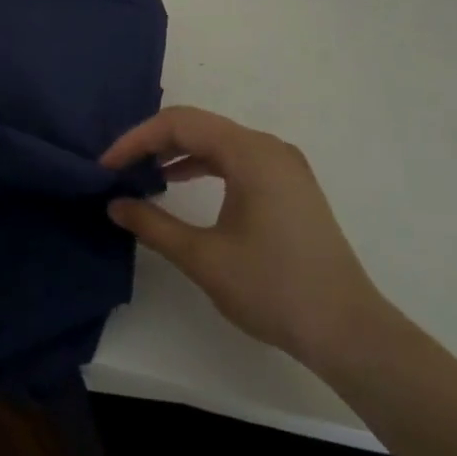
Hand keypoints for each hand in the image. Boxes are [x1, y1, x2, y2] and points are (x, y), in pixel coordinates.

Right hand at [102, 106, 384, 370]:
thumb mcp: (203, 257)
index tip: (107, 165)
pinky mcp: (289, 186)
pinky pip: (235, 158)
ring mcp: (283, 166)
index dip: (136, 139)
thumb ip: (153, 224)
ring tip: (141, 174)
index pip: (179, 124)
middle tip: (118, 167)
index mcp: (251, 154)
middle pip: (198, 125)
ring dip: (176, 152)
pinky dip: (202, 164)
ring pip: (216, 141)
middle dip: (153, 142)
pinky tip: (178, 183)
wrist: (349, 332)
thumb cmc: (274, 289)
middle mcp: (268, 148)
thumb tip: (114, 204)